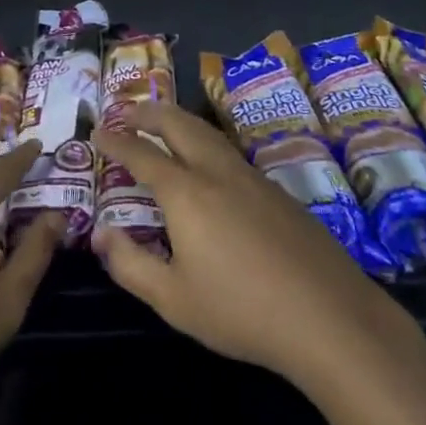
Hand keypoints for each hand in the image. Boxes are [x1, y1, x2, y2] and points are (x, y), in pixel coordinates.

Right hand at [92, 100, 405, 387]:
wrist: (328, 314)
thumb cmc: (242, 310)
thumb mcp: (174, 299)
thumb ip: (130, 264)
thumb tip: (100, 234)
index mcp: (185, 192)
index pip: (141, 154)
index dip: (116, 141)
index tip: (97, 131)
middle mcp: (215, 171)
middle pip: (177, 124)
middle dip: (147, 112)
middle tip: (125, 110)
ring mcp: (250, 176)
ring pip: (206, 131)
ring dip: (177, 119)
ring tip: (162, 122)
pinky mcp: (275, 190)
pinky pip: (227, 149)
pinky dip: (202, 139)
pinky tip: (206, 161)